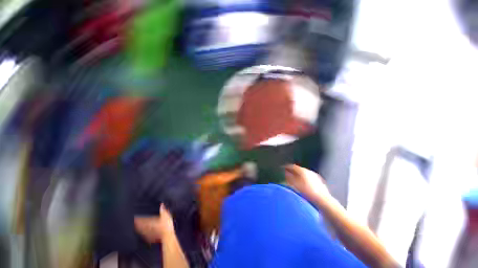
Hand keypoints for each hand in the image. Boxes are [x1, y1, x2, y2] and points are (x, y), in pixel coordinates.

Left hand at [135, 204, 175, 243]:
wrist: (167, 236)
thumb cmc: (166, 225)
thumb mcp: (166, 215)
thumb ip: (163, 210)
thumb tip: (161, 204)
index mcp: (151, 222)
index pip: (143, 220)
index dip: (139, 219)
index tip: (135, 218)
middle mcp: (149, 228)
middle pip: (141, 226)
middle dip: (137, 224)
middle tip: (133, 223)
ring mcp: (149, 234)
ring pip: (142, 232)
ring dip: (139, 229)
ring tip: (136, 228)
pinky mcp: (152, 238)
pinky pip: (145, 236)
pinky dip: (143, 235)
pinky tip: (142, 235)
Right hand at [284, 164, 330, 204]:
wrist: (324, 201)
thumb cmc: (308, 192)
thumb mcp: (295, 184)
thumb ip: (289, 177)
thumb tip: (285, 173)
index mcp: (303, 170)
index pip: (292, 166)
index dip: (286, 167)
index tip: (282, 169)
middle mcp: (309, 172)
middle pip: (298, 170)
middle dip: (292, 172)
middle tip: (286, 175)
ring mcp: (315, 177)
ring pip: (303, 175)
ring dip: (298, 176)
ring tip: (293, 181)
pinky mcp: (319, 183)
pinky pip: (308, 179)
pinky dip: (303, 180)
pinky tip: (302, 186)